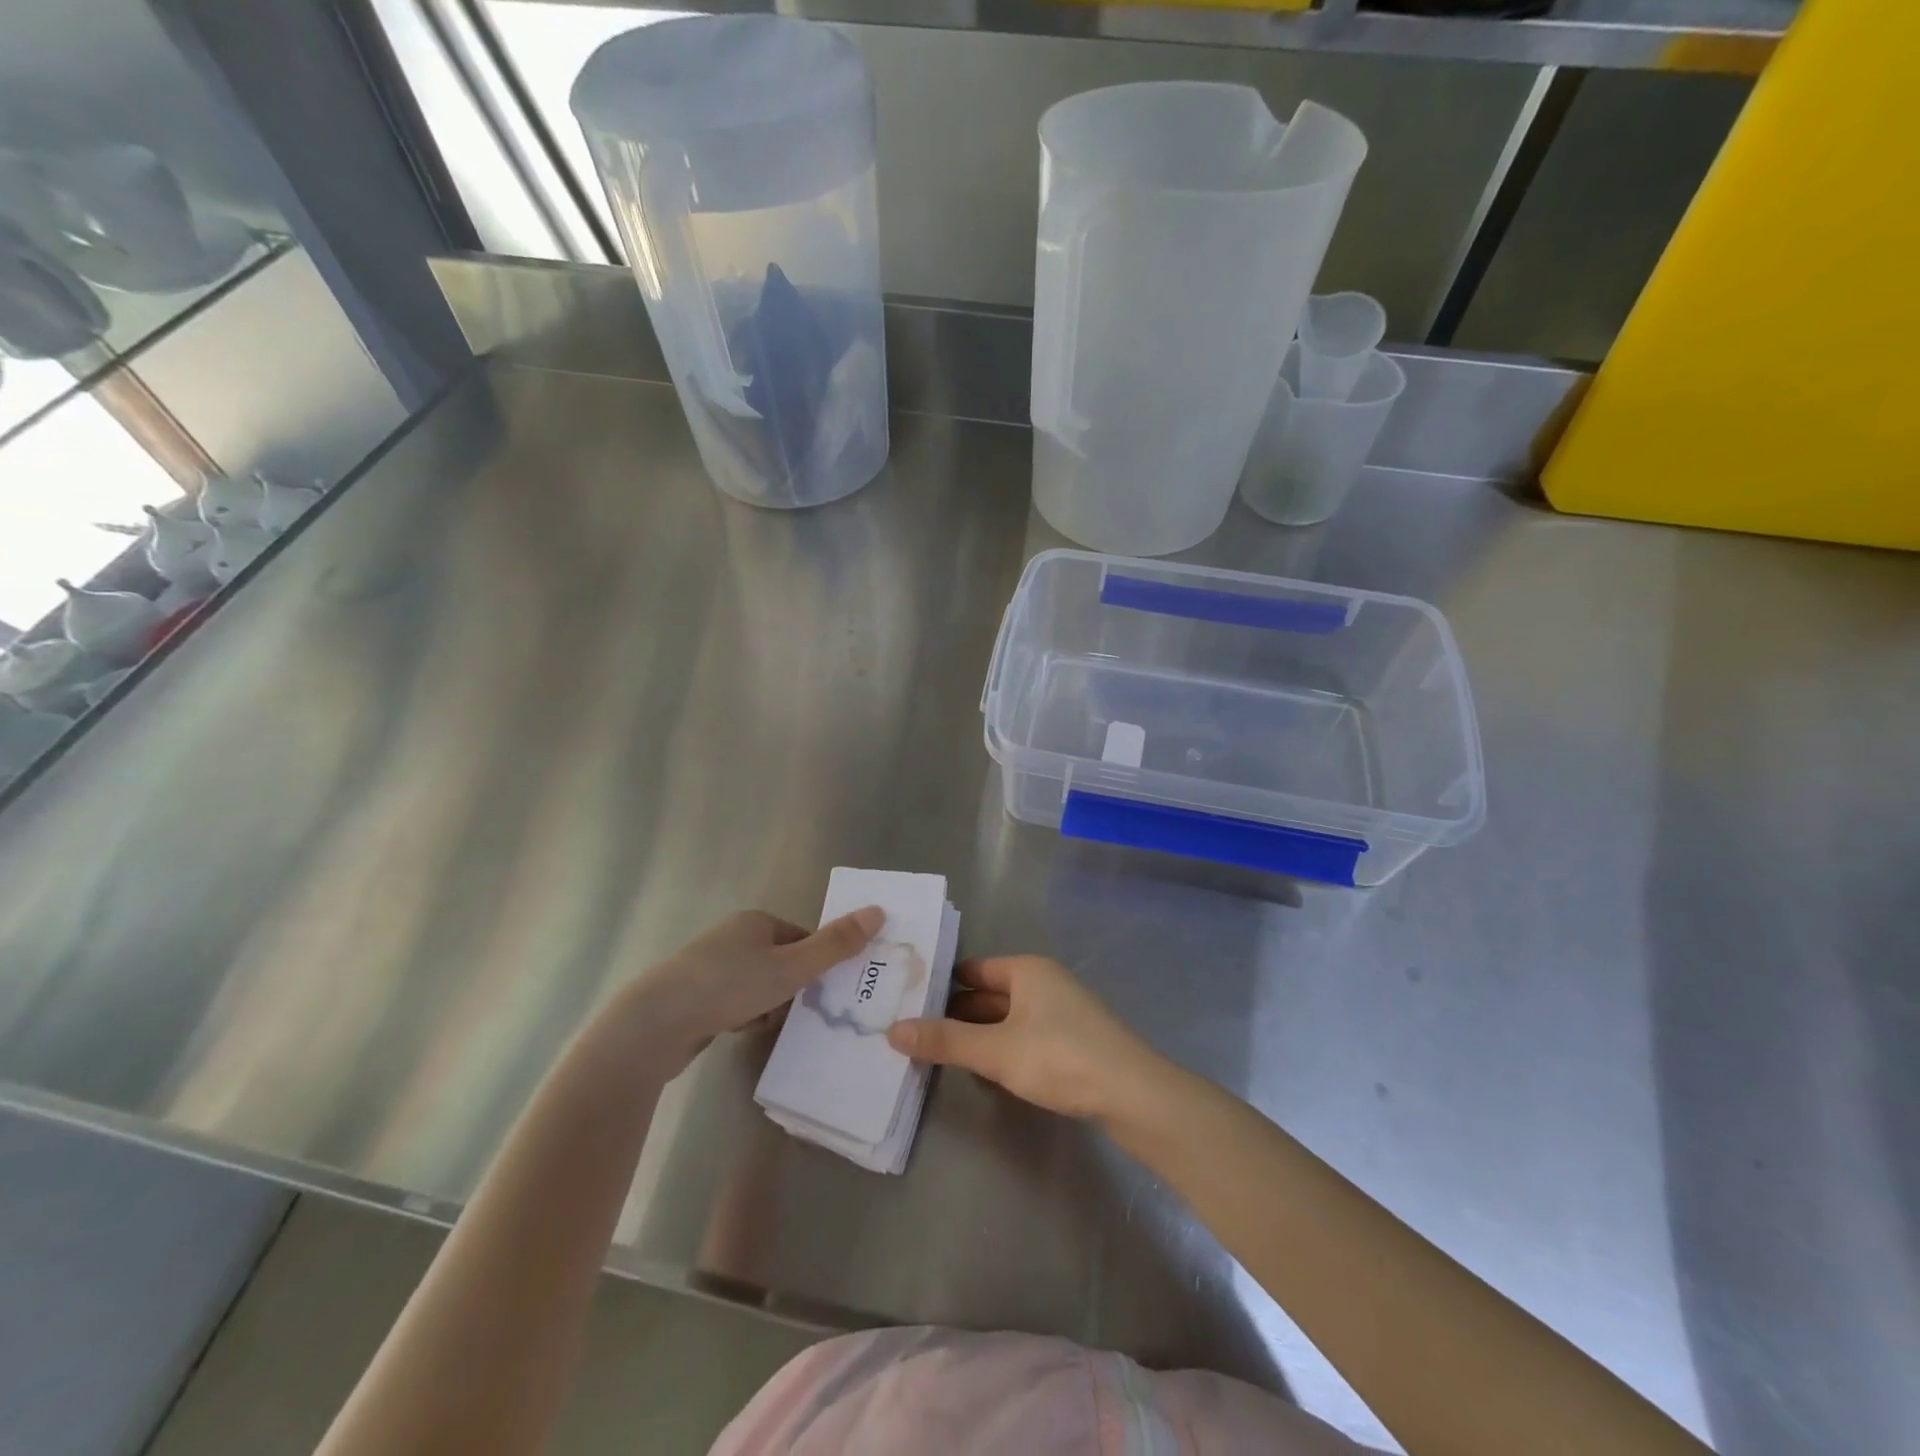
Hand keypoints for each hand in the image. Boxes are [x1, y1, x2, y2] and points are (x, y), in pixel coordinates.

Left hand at [626, 907, 881, 1074]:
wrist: (655, 1024)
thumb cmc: (729, 986)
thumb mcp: (791, 968)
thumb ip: (836, 945)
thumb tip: (878, 911)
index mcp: (756, 921)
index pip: (802, 938)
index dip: (816, 964)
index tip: (821, 991)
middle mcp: (732, 936)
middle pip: (781, 962)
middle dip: (792, 988)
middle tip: (797, 1012)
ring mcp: (708, 965)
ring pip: (758, 984)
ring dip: (768, 1005)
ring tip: (764, 1025)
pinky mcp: (692, 995)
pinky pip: (734, 1001)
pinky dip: (743, 1015)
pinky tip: (739, 1031)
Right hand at [887, 955, 1163, 1121]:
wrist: (1133, 1095)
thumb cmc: (1061, 1058)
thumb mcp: (997, 1050)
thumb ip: (945, 1040)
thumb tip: (893, 1029)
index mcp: (1027, 970)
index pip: (972, 969)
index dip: (940, 983)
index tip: (906, 1000)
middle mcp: (1043, 982)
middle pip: (988, 992)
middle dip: (954, 1012)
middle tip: (911, 1029)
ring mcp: (1060, 1011)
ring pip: (1006, 1017)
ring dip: (976, 1033)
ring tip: (936, 1050)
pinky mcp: (1071, 1040)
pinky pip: (1023, 1035)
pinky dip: (1000, 1047)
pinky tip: (981, 1068)